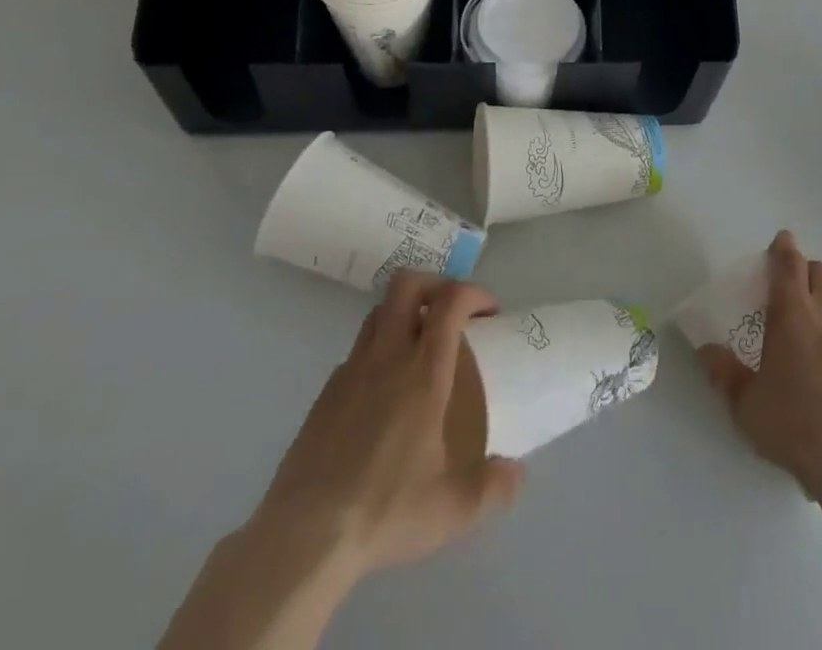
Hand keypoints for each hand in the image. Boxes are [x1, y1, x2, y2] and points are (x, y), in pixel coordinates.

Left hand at [260, 273, 521, 578]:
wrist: (304, 537)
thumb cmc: (385, 511)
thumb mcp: (453, 509)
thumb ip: (492, 487)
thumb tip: (517, 473)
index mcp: (423, 372)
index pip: (450, 301)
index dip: (474, 292)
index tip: (489, 312)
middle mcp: (387, 357)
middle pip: (407, 284)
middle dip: (435, 284)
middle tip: (453, 312)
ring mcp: (351, 371)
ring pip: (379, 312)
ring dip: (404, 313)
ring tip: (421, 346)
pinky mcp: (325, 394)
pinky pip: (358, 351)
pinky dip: (378, 351)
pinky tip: (385, 392)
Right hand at [698, 231, 821, 495]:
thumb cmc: (794, 423)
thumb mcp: (746, 403)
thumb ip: (725, 372)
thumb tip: (706, 351)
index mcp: (792, 311)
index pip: (789, 262)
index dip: (783, 248)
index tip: (780, 242)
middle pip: (819, 272)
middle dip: (804, 272)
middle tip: (790, 291)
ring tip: (813, 334)